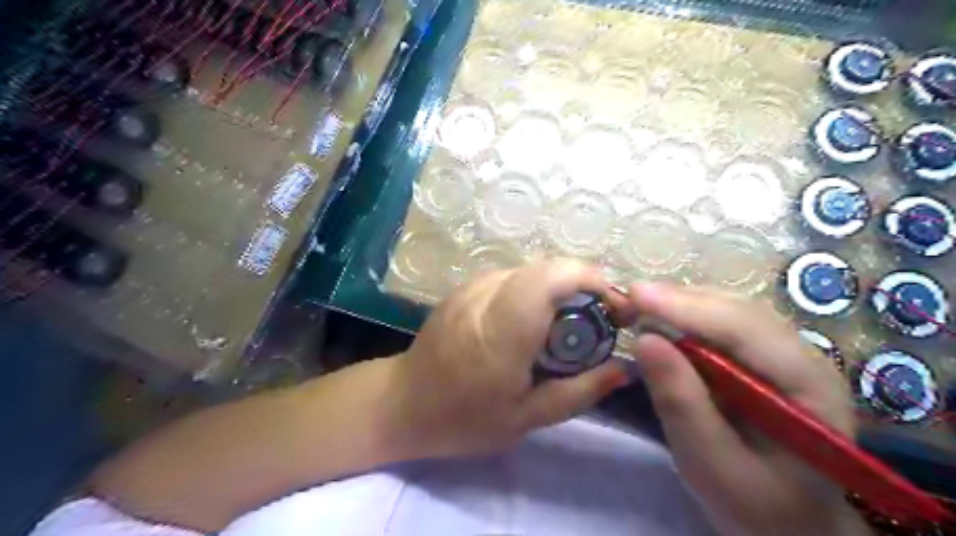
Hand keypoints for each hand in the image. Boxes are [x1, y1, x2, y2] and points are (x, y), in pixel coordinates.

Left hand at [392, 257, 637, 458]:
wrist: (402, 403)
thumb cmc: (463, 419)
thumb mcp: (527, 419)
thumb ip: (578, 392)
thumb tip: (622, 369)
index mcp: (500, 334)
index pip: (548, 280)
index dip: (588, 279)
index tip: (613, 305)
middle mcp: (484, 298)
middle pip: (544, 267)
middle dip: (582, 282)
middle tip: (601, 315)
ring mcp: (470, 288)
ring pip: (529, 268)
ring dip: (560, 285)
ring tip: (572, 318)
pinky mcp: (463, 287)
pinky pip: (511, 275)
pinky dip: (536, 287)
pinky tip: (537, 317)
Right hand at [633, 283, 872, 534]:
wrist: (789, 521)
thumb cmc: (758, 505)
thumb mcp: (712, 464)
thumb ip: (681, 403)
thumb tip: (645, 340)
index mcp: (809, 386)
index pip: (746, 329)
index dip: (688, 307)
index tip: (636, 295)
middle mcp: (804, 357)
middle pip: (738, 310)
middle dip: (680, 300)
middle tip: (627, 298)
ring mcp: (785, 354)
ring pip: (730, 310)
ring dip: (681, 303)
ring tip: (638, 305)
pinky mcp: (762, 358)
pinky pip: (722, 324)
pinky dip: (687, 317)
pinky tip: (662, 320)